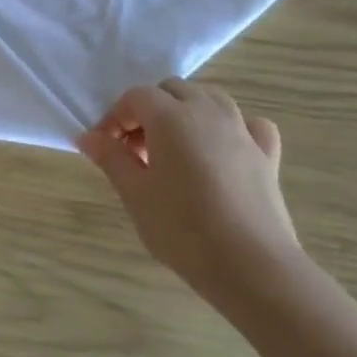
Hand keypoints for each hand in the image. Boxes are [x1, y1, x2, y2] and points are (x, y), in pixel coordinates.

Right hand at [77, 78, 299, 302]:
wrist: (251, 266)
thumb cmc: (182, 228)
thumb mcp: (134, 193)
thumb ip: (110, 158)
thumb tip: (88, 137)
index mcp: (171, 117)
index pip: (136, 97)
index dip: (115, 116)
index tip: (105, 146)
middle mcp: (208, 113)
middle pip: (173, 90)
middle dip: (149, 110)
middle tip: (136, 149)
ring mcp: (242, 132)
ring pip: (211, 98)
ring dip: (187, 111)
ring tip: (174, 148)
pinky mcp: (267, 156)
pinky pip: (249, 125)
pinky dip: (233, 128)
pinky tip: (224, 150)